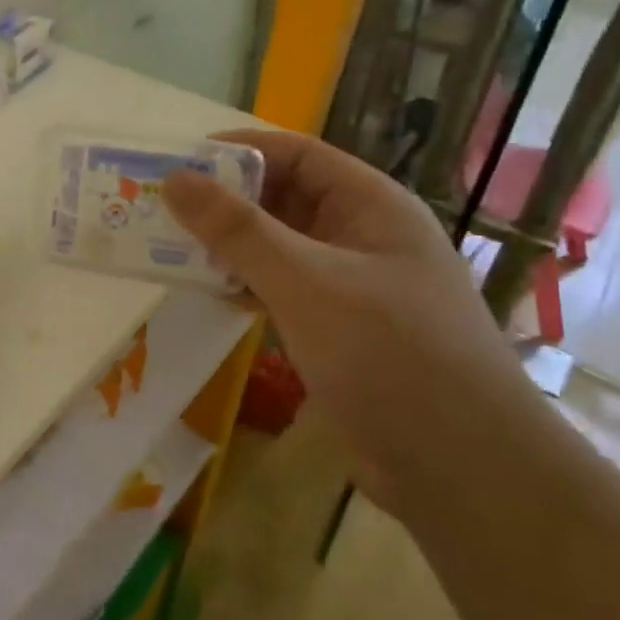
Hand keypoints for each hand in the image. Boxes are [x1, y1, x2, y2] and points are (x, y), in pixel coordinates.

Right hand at [165, 129, 535, 516]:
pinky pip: (278, 288)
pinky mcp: (335, 328)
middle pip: (282, 198)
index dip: (236, 151)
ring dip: (226, 245)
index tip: (174, 162)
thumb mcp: (306, 281)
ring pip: (275, 246)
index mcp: (370, 206)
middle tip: (156, 207)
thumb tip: (175, 179)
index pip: (296, 155)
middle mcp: (360, 236)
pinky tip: (202, 290)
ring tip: (163, 245)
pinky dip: (241, 284)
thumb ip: (237, 230)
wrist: (463, 469)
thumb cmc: (390, 355)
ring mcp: (349, 285)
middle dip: (222, 200)